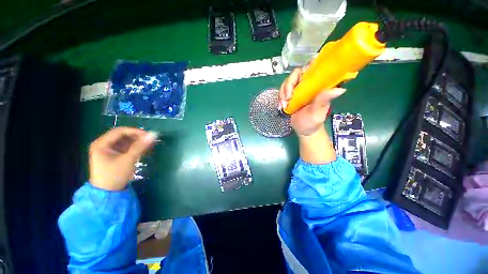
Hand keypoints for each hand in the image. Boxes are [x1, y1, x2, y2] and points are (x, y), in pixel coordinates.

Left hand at [89, 127, 156, 190]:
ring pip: (125, 142)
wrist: (108, 193)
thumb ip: (140, 146)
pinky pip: (126, 148)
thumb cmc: (115, 175)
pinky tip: (145, 149)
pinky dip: (135, 148)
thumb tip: (153, 135)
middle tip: (150, 140)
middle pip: (123, 136)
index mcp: (101, 144)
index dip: (135, 131)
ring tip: (150, 145)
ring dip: (138, 142)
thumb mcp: (128, 159)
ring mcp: (109, 151)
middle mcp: (103, 145)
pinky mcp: (114, 156)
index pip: (120, 131)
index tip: (148, 135)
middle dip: (137, 137)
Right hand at [279, 67, 345, 135]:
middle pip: (296, 74)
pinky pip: (283, 91)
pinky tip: (281, 106)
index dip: (306, 67)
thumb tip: (340, 90)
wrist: (304, 130)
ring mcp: (298, 90)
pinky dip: (280, 97)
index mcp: (318, 86)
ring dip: (282, 93)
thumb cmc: (313, 122)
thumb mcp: (317, 112)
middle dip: (288, 85)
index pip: (314, 68)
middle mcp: (308, 85)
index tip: (299, 79)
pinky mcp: (291, 95)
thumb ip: (323, 101)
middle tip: (287, 98)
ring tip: (283, 105)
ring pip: (287, 82)